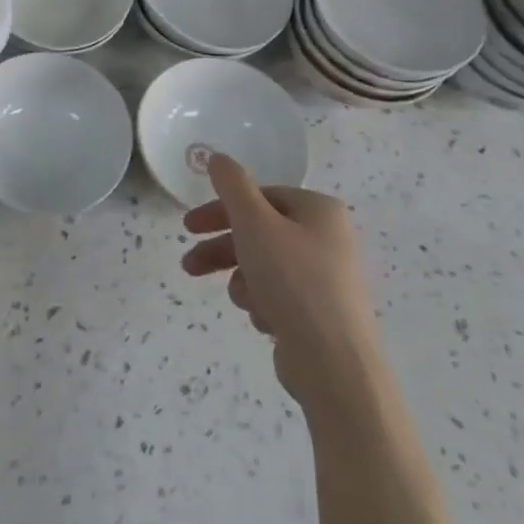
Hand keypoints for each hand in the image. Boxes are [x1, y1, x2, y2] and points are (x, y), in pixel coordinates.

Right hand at [180, 154, 378, 410]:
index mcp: (319, 210)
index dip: (221, 209)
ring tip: (240, 300)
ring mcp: (326, 277)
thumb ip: (232, 186)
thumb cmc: (293, 281)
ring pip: (264, 265)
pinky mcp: (320, 313)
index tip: (189, 227)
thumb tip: (218, 157)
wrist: (334, 365)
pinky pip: (278, 295)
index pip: (259, 197)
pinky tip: (264, 320)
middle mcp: (327, 238)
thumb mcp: (254, 223)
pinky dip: (263, 303)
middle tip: (189, 264)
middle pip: (259, 232)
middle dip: (222, 249)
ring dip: (243, 279)